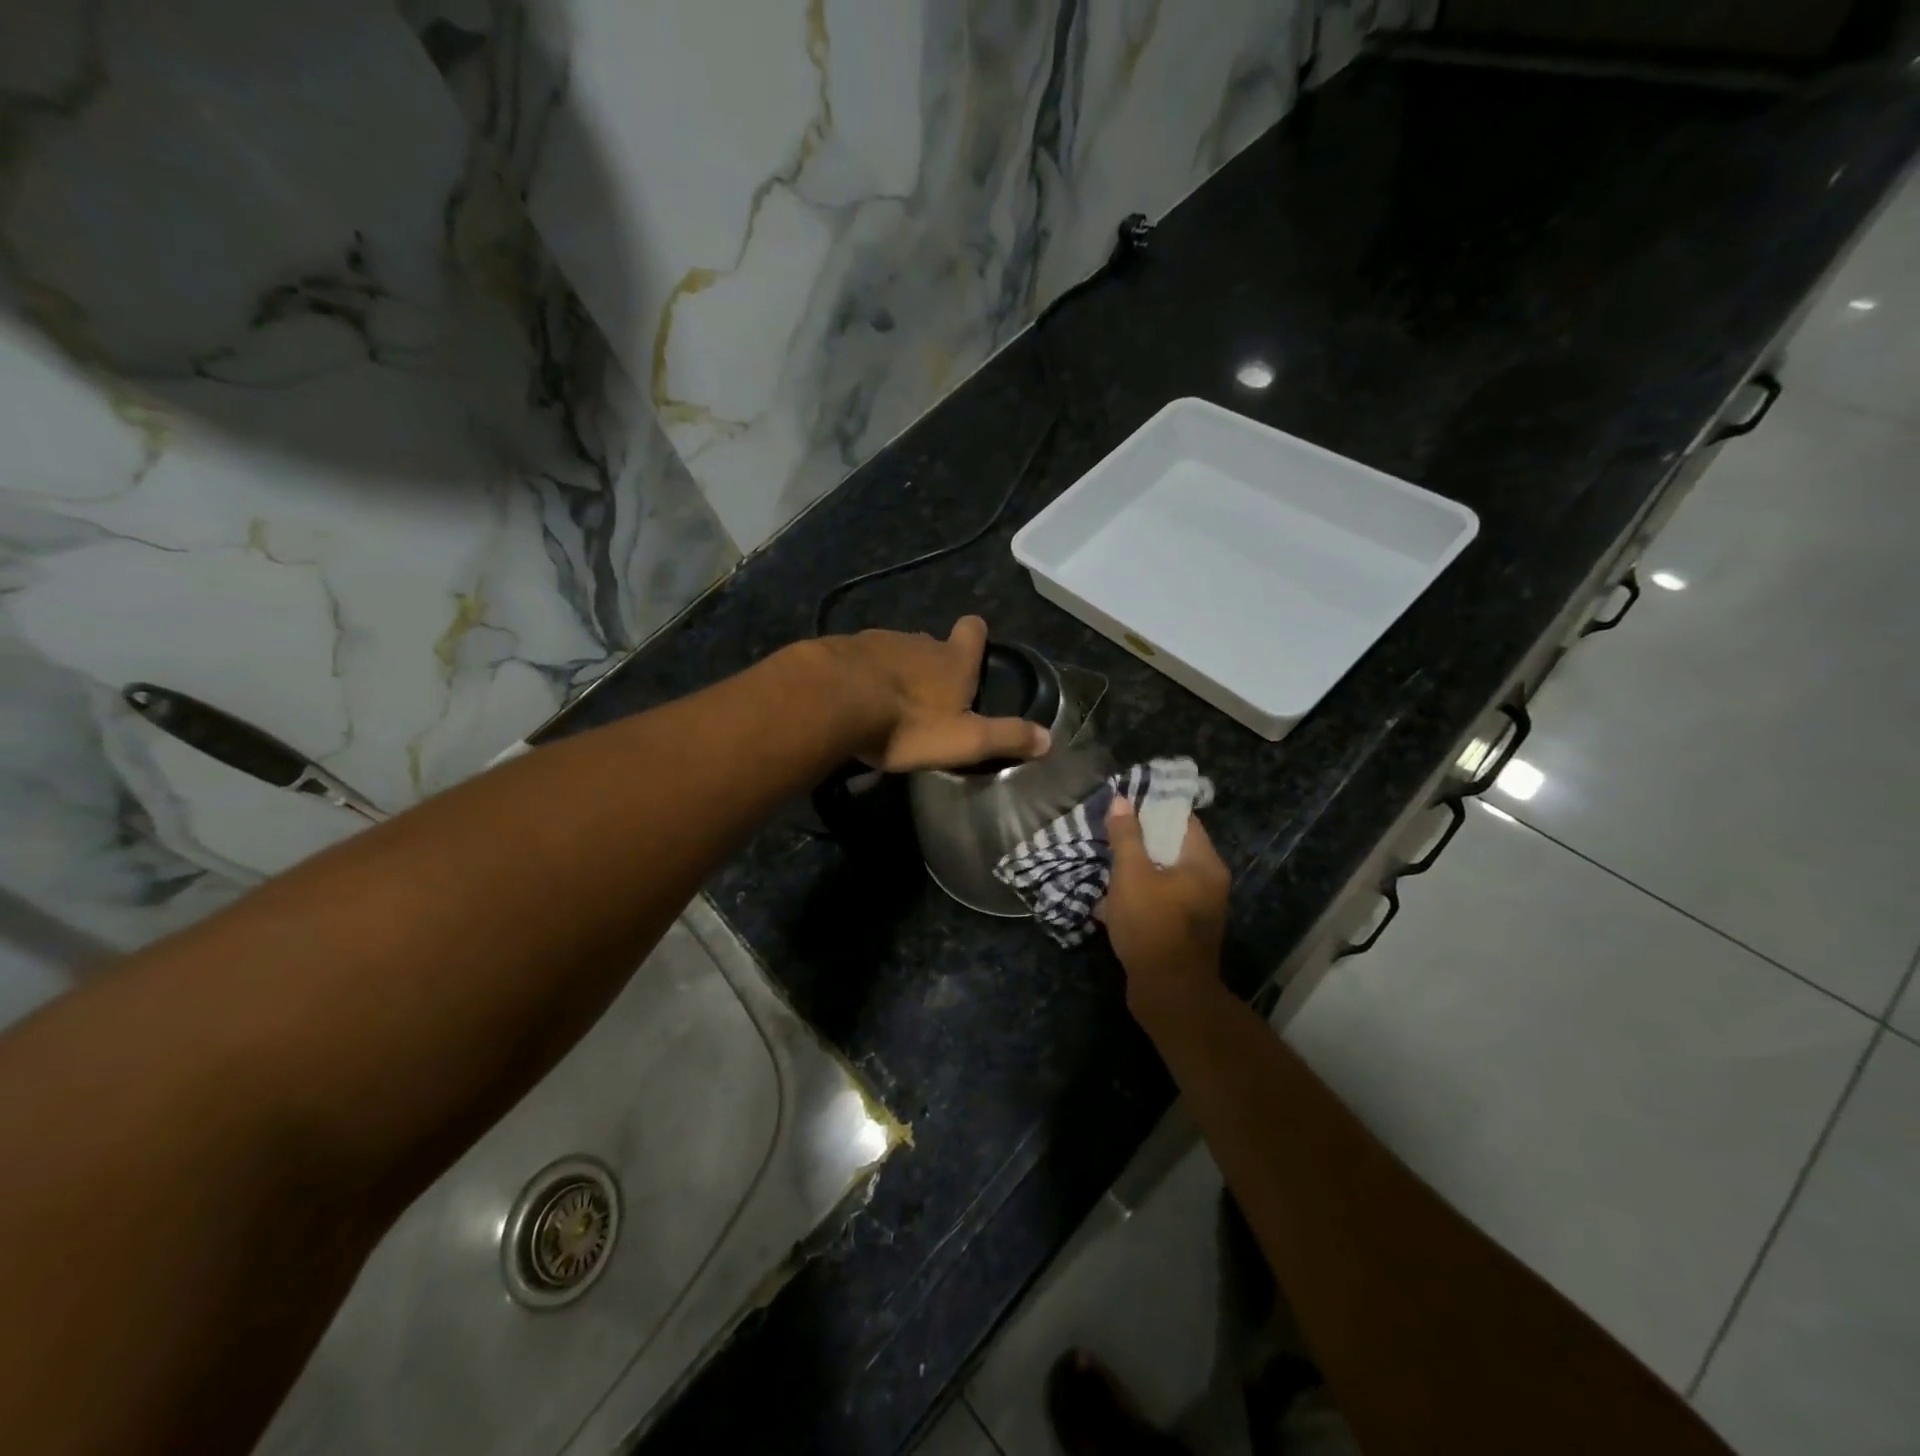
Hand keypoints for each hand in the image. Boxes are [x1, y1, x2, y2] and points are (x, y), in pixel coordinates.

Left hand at [819, 615, 1051, 772]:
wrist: (833, 700)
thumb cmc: (907, 723)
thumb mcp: (964, 740)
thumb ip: (1005, 738)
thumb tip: (1050, 739)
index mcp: (952, 661)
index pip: (973, 630)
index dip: (975, 636)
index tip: (973, 647)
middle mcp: (918, 642)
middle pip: (933, 644)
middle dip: (935, 664)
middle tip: (931, 698)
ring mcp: (877, 641)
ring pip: (896, 650)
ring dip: (897, 671)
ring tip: (890, 702)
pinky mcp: (842, 649)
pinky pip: (860, 659)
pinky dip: (863, 674)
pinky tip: (853, 698)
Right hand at [1100, 797, 1230, 1020]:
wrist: (1168, 994)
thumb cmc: (1152, 925)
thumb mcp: (1132, 875)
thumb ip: (1126, 837)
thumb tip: (1121, 800)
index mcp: (1205, 864)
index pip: (1183, 821)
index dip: (1153, 809)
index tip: (1124, 806)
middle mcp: (1209, 884)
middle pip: (1172, 849)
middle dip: (1139, 844)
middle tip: (1109, 838)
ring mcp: (1199, 911)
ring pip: (1163, 878)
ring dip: (1135, 874)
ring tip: (1105, 870)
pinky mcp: (1184, 933)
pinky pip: (1161, 903)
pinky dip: (1139, 899)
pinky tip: (1110, 905)